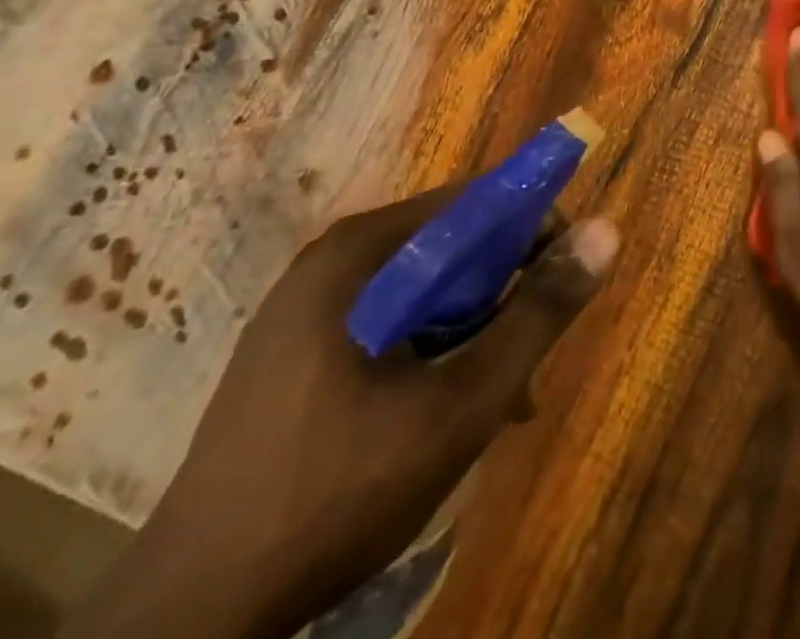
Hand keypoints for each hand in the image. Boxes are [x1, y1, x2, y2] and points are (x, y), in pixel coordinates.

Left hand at [66, 186, 618, 638]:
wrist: (192, 616)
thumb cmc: (339, 491)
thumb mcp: (462, 402)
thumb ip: (538, 313)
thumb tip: (607, 230)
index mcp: (361, 251)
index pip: (476, 201)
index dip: (535, 228)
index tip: (568, 278)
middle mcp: (332, 261)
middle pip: (451, 246)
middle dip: (505, 294)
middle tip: (531, 358)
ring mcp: (306, 308)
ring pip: (424, 290)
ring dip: (475, 330)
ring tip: (503, 399)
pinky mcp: (296, 352)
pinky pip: (390, 323)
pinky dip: (433, 350)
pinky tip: (448, 411)